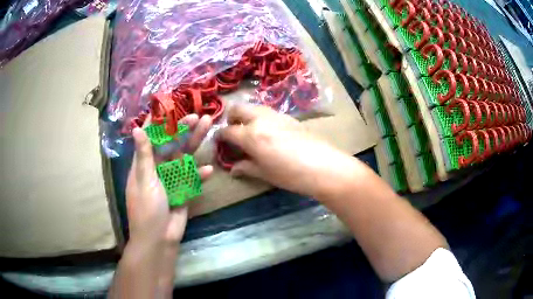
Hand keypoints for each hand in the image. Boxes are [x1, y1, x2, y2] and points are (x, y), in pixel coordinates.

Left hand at [126, 114, 212, 245]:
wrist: (159, 239)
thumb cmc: (146, 209)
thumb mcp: (145, 180)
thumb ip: (144, 155)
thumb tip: (136, 128)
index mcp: (144, 164)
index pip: (150, 137)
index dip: (158, 123)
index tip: (169, 107)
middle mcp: (158, 168)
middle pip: (171, 144)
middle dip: (183, 129)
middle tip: (197, 115)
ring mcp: (171, 179)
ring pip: (184, 157)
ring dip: (195, 143)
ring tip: (207, 126)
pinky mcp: (183, 190)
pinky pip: (192, 179)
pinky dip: (199, 175)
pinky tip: (208, 170)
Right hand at [219, 105, 356, 197]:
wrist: (323, 166)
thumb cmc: (290, 174)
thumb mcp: (264, 173)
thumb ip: (246, 168)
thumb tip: (233, 169)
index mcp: (251, 135)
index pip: (228, 131)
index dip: (220, 136)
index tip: (219, 141)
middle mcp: (261, 119)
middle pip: (238, 109)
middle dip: (231, 118)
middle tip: (233, 131)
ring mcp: (276, 115)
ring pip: (254, 107)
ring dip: (246, 116)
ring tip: (250, 131)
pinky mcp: (289, 116)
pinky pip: (268, 112)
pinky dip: (261, 118)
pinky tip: (269, 132)